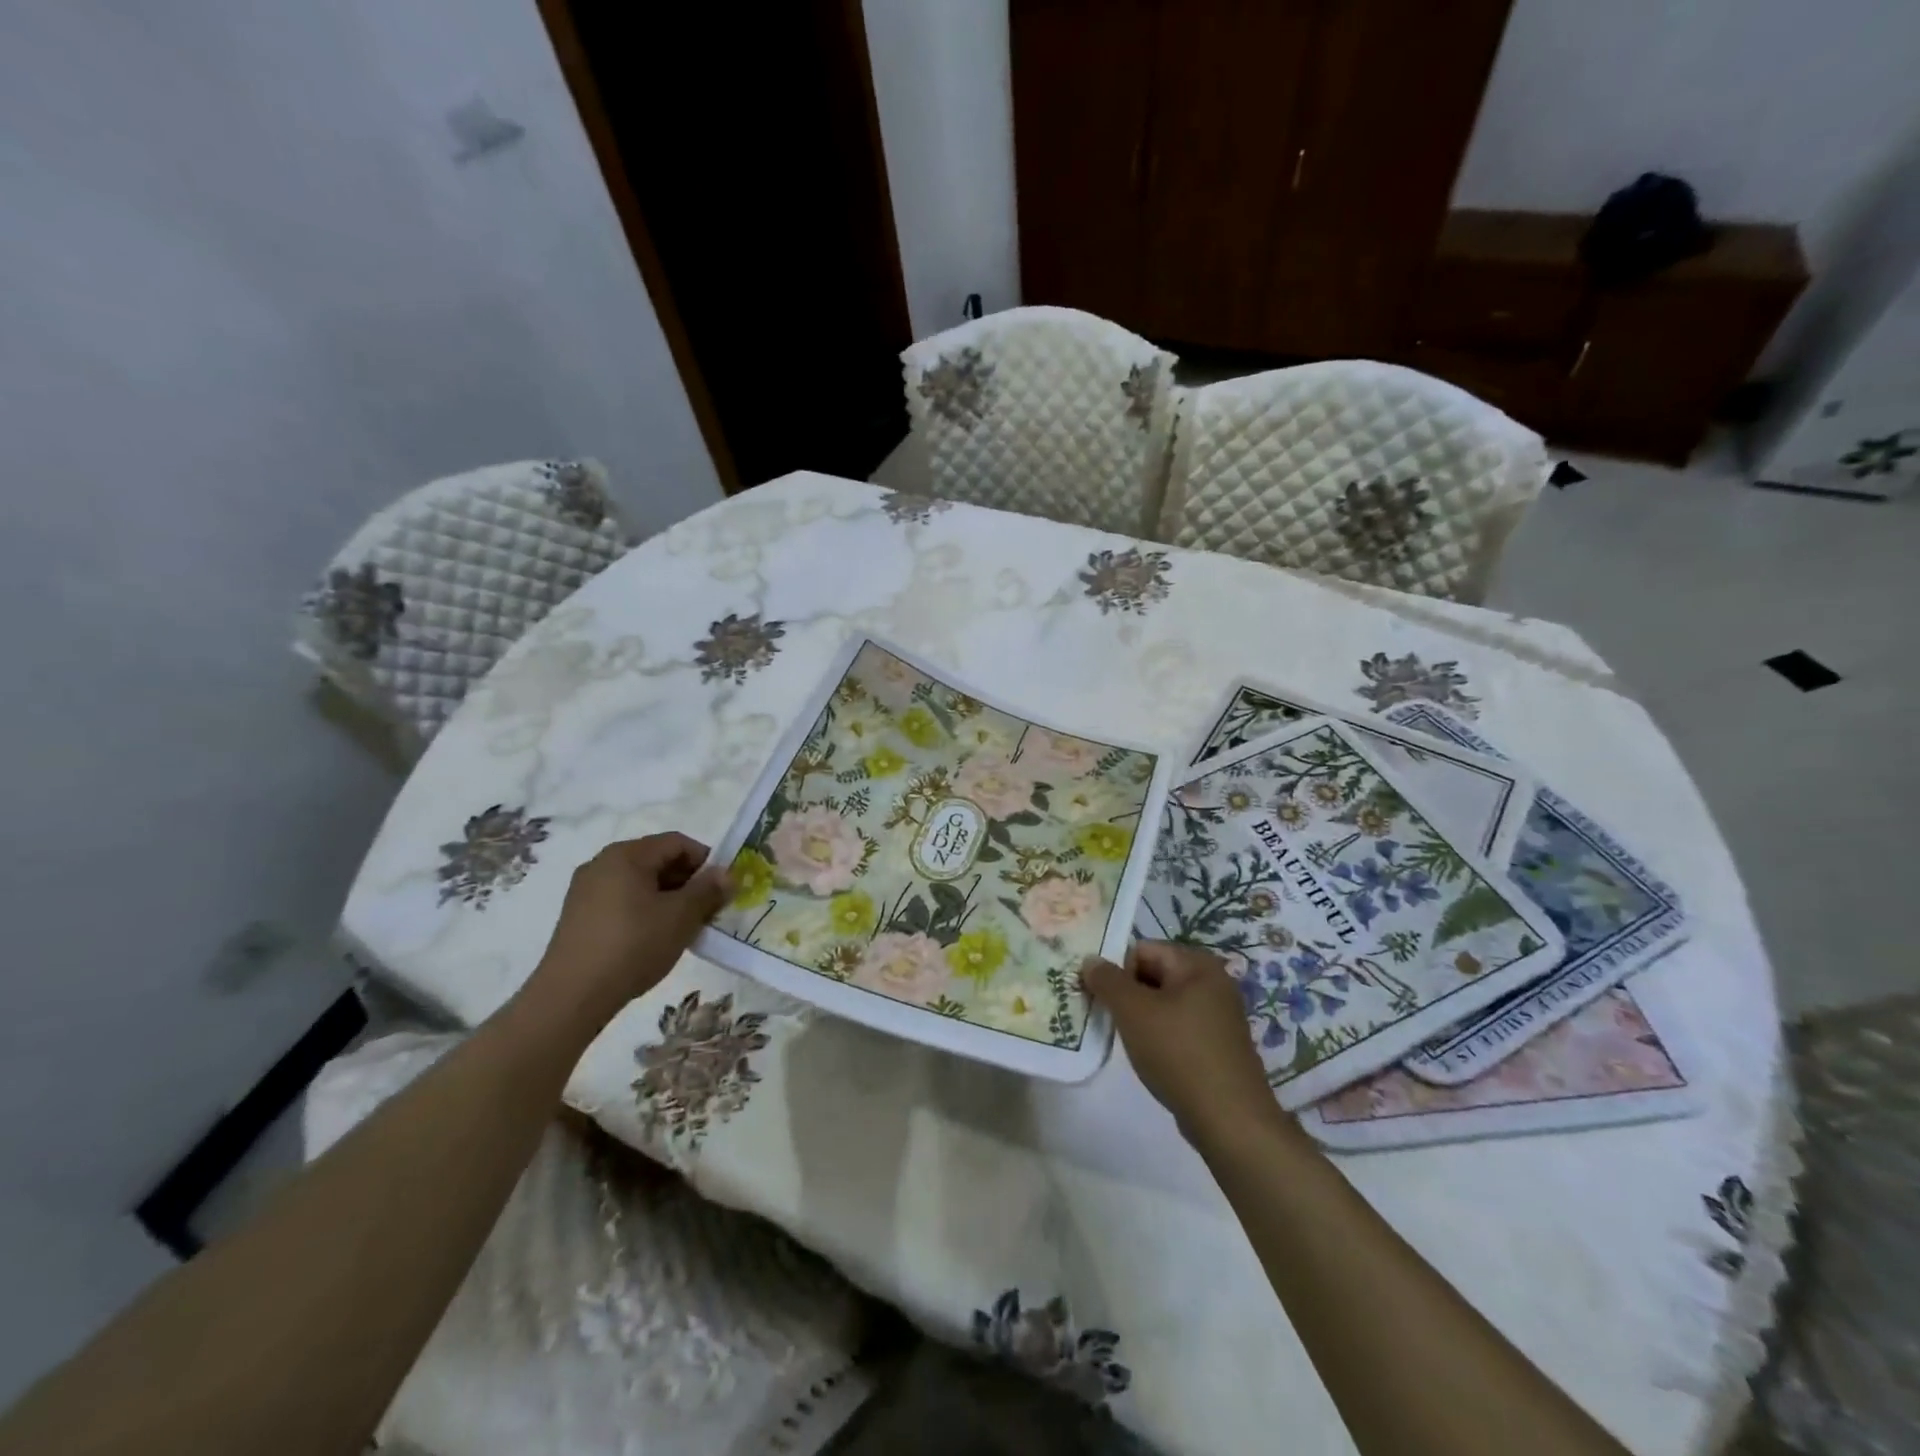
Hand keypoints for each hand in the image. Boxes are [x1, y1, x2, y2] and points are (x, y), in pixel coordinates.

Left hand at [529, 833, 731, 1030]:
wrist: (572, 996)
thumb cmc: (633, 945)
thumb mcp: (681, 916)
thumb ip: (708, 890)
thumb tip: (726, 874)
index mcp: (627, 854)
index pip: (677, 842)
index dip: (705, 861)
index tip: (721, 889)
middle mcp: (602, 863)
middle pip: (657, 860)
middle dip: (687, 881)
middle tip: (706, 910)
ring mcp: (585, 890)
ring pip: (640, 883)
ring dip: (667, 898)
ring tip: (682, 928)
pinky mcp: (578, 916)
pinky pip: (621, 901)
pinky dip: (644, 911)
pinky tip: (653, 939)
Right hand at [1082, 942, 1282, 1146]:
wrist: (1230, 1120)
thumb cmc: (1179, 1053)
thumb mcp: (1133, 1011)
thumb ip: (1107, 980)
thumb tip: (1090, 959)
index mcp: (1196, 964)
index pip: (1141, 949)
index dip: (1116, 971)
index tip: (1100, 999)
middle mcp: (1212, 981)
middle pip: (1153, 974)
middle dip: (1127, 994)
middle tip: (1108, 1019)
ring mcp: (1218, 1015)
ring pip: (1164, 1003)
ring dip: (1140, 1017)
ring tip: (1127, 1041)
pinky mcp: (1218, 1044)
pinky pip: (1178, 1026)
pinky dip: (1159, 1036)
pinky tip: (1151, 1058)